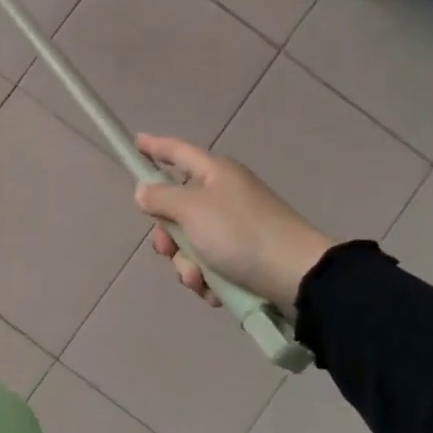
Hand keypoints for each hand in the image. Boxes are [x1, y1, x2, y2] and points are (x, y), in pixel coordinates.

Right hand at [132, 134, 333, 313]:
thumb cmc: (240, 234)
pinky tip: (215, 290)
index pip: (177, 152)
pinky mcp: (244, 257)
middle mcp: (224, 196)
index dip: (154, 146)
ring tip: (199, 278)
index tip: (135, 142)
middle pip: (177, 208)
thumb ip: (161, 198)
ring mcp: (235, 228)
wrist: (297, 277)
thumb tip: (143, 191)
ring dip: (187, 264)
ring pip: (190, 242)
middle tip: (167, 248)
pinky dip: (207, 278)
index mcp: (215, 174)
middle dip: (167, 234)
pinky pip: (209, 264)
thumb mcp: (192, 210)